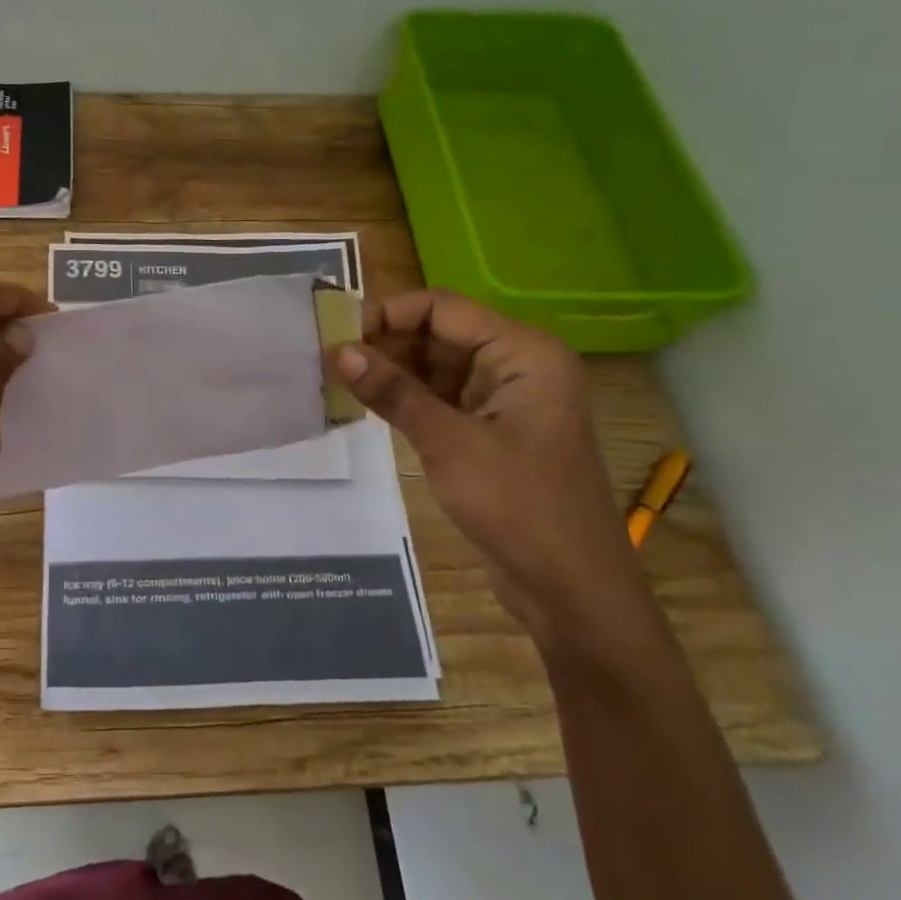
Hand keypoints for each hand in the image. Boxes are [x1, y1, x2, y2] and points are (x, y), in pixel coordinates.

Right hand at [327, 290, 658, 653]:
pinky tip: (366, 405)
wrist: (571, 591)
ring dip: (391, 372)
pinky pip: (439, 399)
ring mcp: (503, 400)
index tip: (337, 337)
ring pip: (435, 367)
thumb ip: (394, 393)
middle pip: (438, 334)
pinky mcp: (489, 431)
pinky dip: (405, 399)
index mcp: (523, 353)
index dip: (388, 314)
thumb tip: (338, 352)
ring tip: (338, 381)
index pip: (443, 308)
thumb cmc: (520, 507)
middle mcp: (516, 365)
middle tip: (328, 362)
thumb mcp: (450, 444)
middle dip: (385, 343)